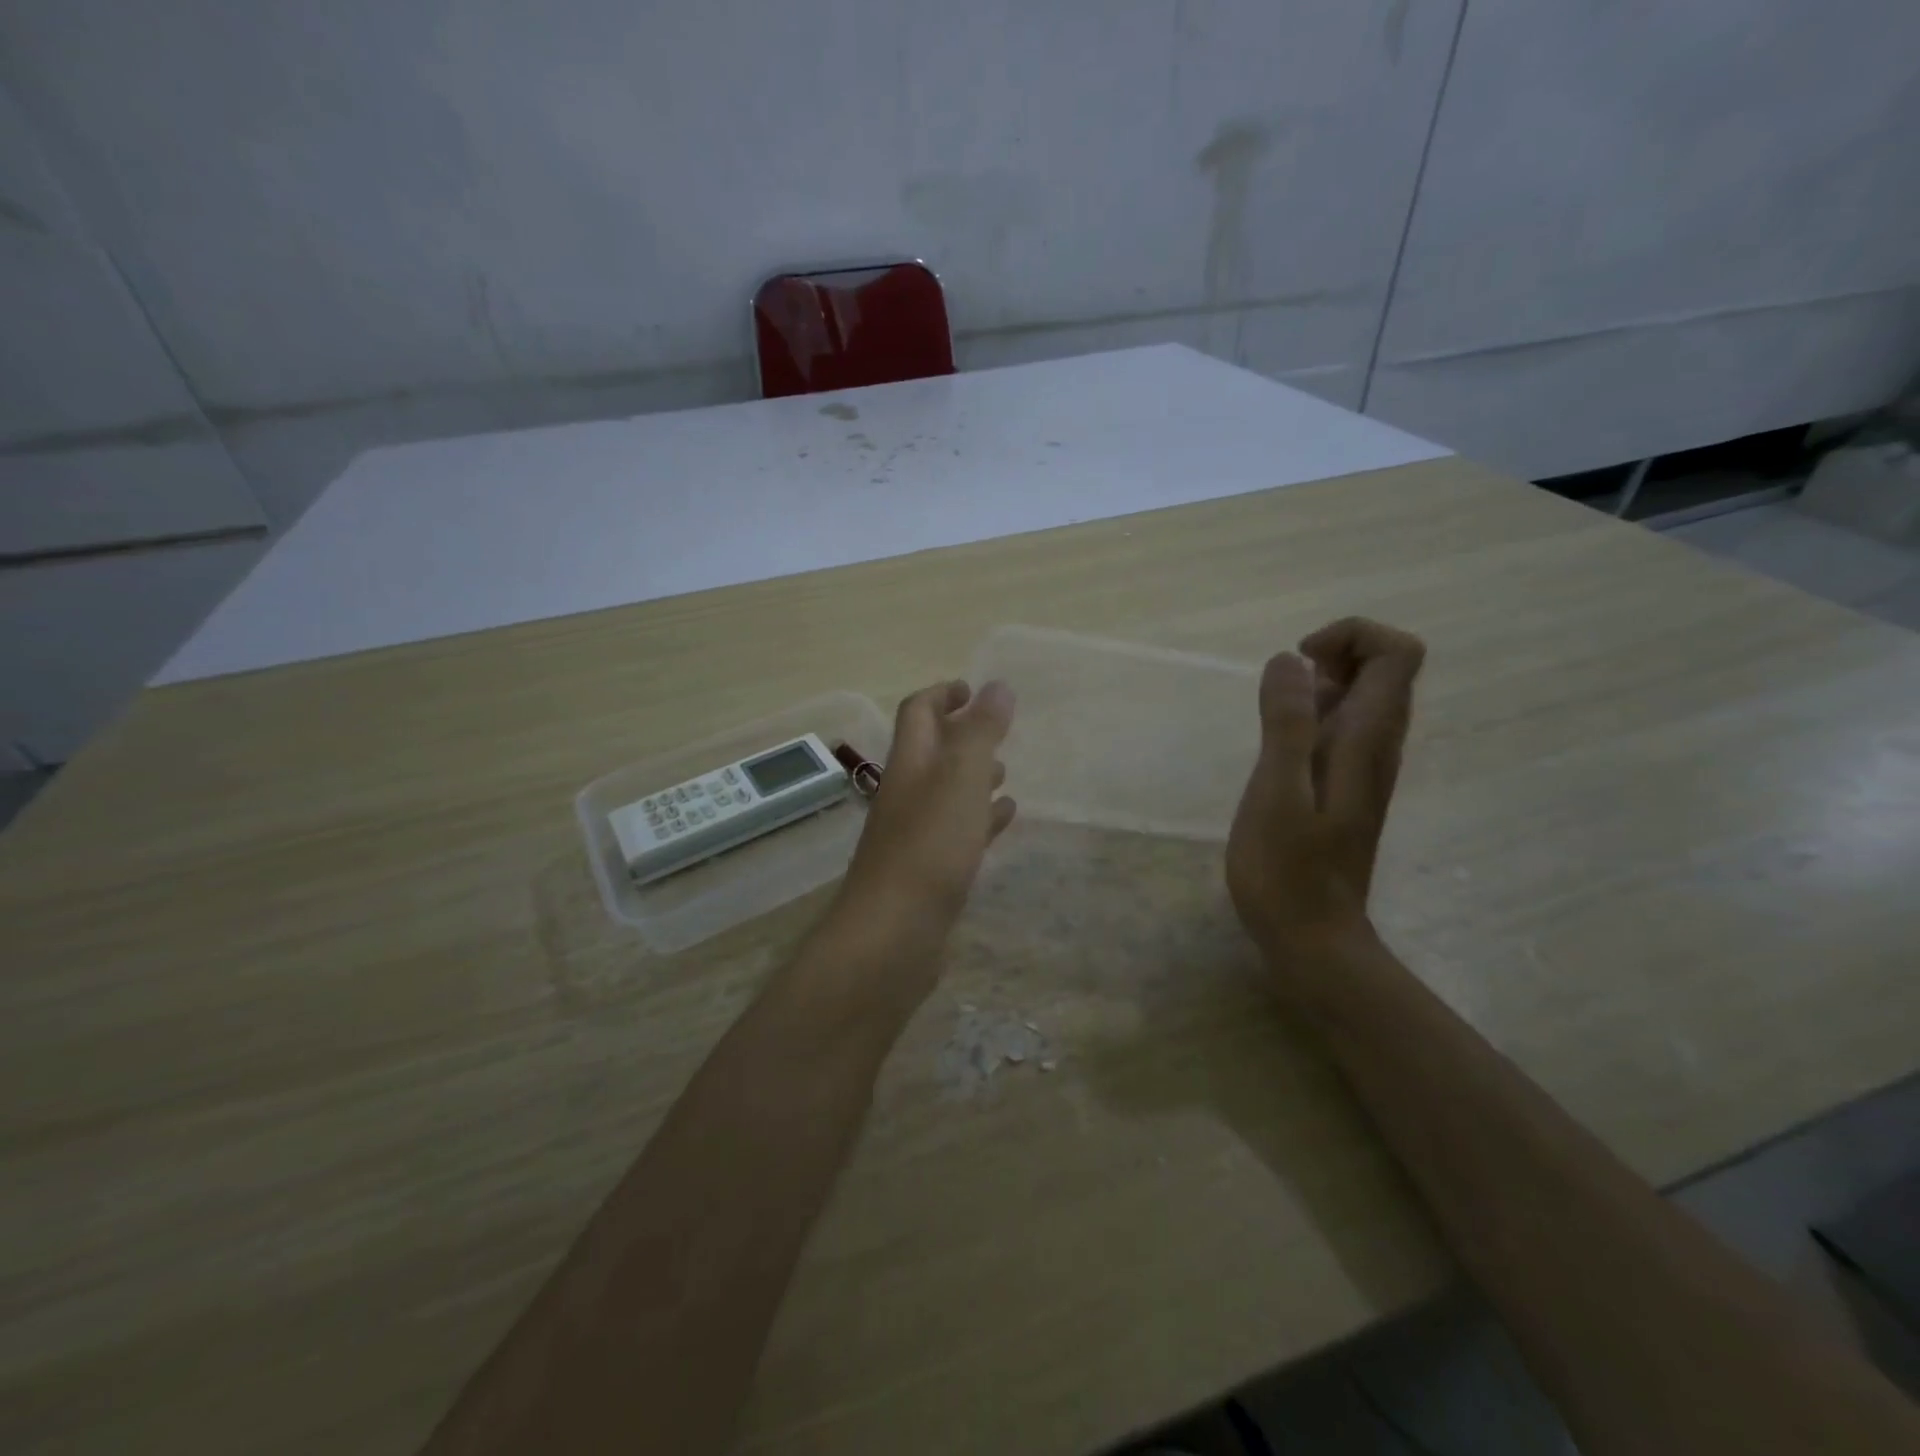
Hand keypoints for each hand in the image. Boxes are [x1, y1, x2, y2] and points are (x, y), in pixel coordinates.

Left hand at [827, 680, 1016, 971]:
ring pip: (947, 792)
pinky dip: (979, 818)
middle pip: (932, 752)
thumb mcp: (962, 778)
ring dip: (973, 777)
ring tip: (1006, 773)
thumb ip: (981, 732)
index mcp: (910, 763)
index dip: (943, 694)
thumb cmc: (930, 846)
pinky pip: (957, 831)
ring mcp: (915, 834)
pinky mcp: (928, 870)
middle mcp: (907, 793)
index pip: (919, 712)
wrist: (894, 933)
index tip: (974, 688)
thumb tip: (998, 686)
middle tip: (998, 730)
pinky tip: (1003, 819)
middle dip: (962, 735)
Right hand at [1226, 618, 1424, 974]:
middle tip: (1283, 689)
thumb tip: (1290, 659)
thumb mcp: (1276, 792)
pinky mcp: (1345, 788)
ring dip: (1321, 686)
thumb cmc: (1286, 870)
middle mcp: (1378, 746)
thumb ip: (1286, 723)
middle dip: (1335, 655)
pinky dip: (1314, 716)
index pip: (1397, 654)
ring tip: (1274, 716)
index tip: (1299, 662)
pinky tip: (1278, 747)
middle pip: (1386, 669)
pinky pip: (1344, 727)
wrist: (1311, 938)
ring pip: (1364, 698)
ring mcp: (1364, 769)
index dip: (1352, 636)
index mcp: (1367, 740)